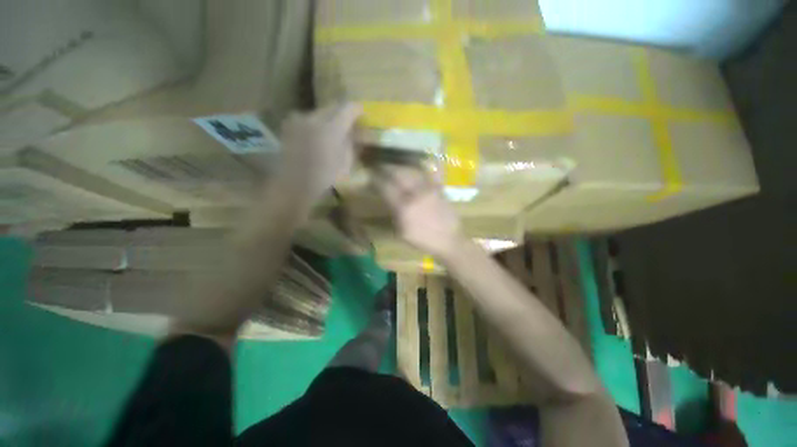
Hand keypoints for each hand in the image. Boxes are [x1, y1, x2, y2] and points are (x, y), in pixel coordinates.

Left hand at [278, 103, 361, 201]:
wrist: (295, 184)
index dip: (357, 109)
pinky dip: (317, 123)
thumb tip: (356, 132)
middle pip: (333, 106)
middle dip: (343, 112)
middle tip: (350, 122)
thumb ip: (351, 143)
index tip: (362, 114)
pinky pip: (308, 117)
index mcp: (331, 129)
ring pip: (320, 111)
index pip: (347, 108)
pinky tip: (318, 135)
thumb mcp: (345, 162)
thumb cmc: (325, 177)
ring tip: (334, 130)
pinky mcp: (290, 125)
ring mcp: (299, 120)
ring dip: (330, 117)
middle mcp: (314, 118)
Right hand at [373, 165, 462, 257]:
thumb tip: (387, 197)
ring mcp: (429, 189)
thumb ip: (393, 212)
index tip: (371, 174)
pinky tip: (416, 164)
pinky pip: (429, 172)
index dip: (376, 179)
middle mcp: (416, 194)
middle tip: (381, 166)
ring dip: (401, 166)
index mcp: (404, 207)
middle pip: (398, 174)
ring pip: (412, 170)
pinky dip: (421, 167)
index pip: (386, 187)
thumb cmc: (422, 240)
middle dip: (387, 168)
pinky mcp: (439, 188)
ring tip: (395, 165)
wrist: (448, 240)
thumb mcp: (401, 232)